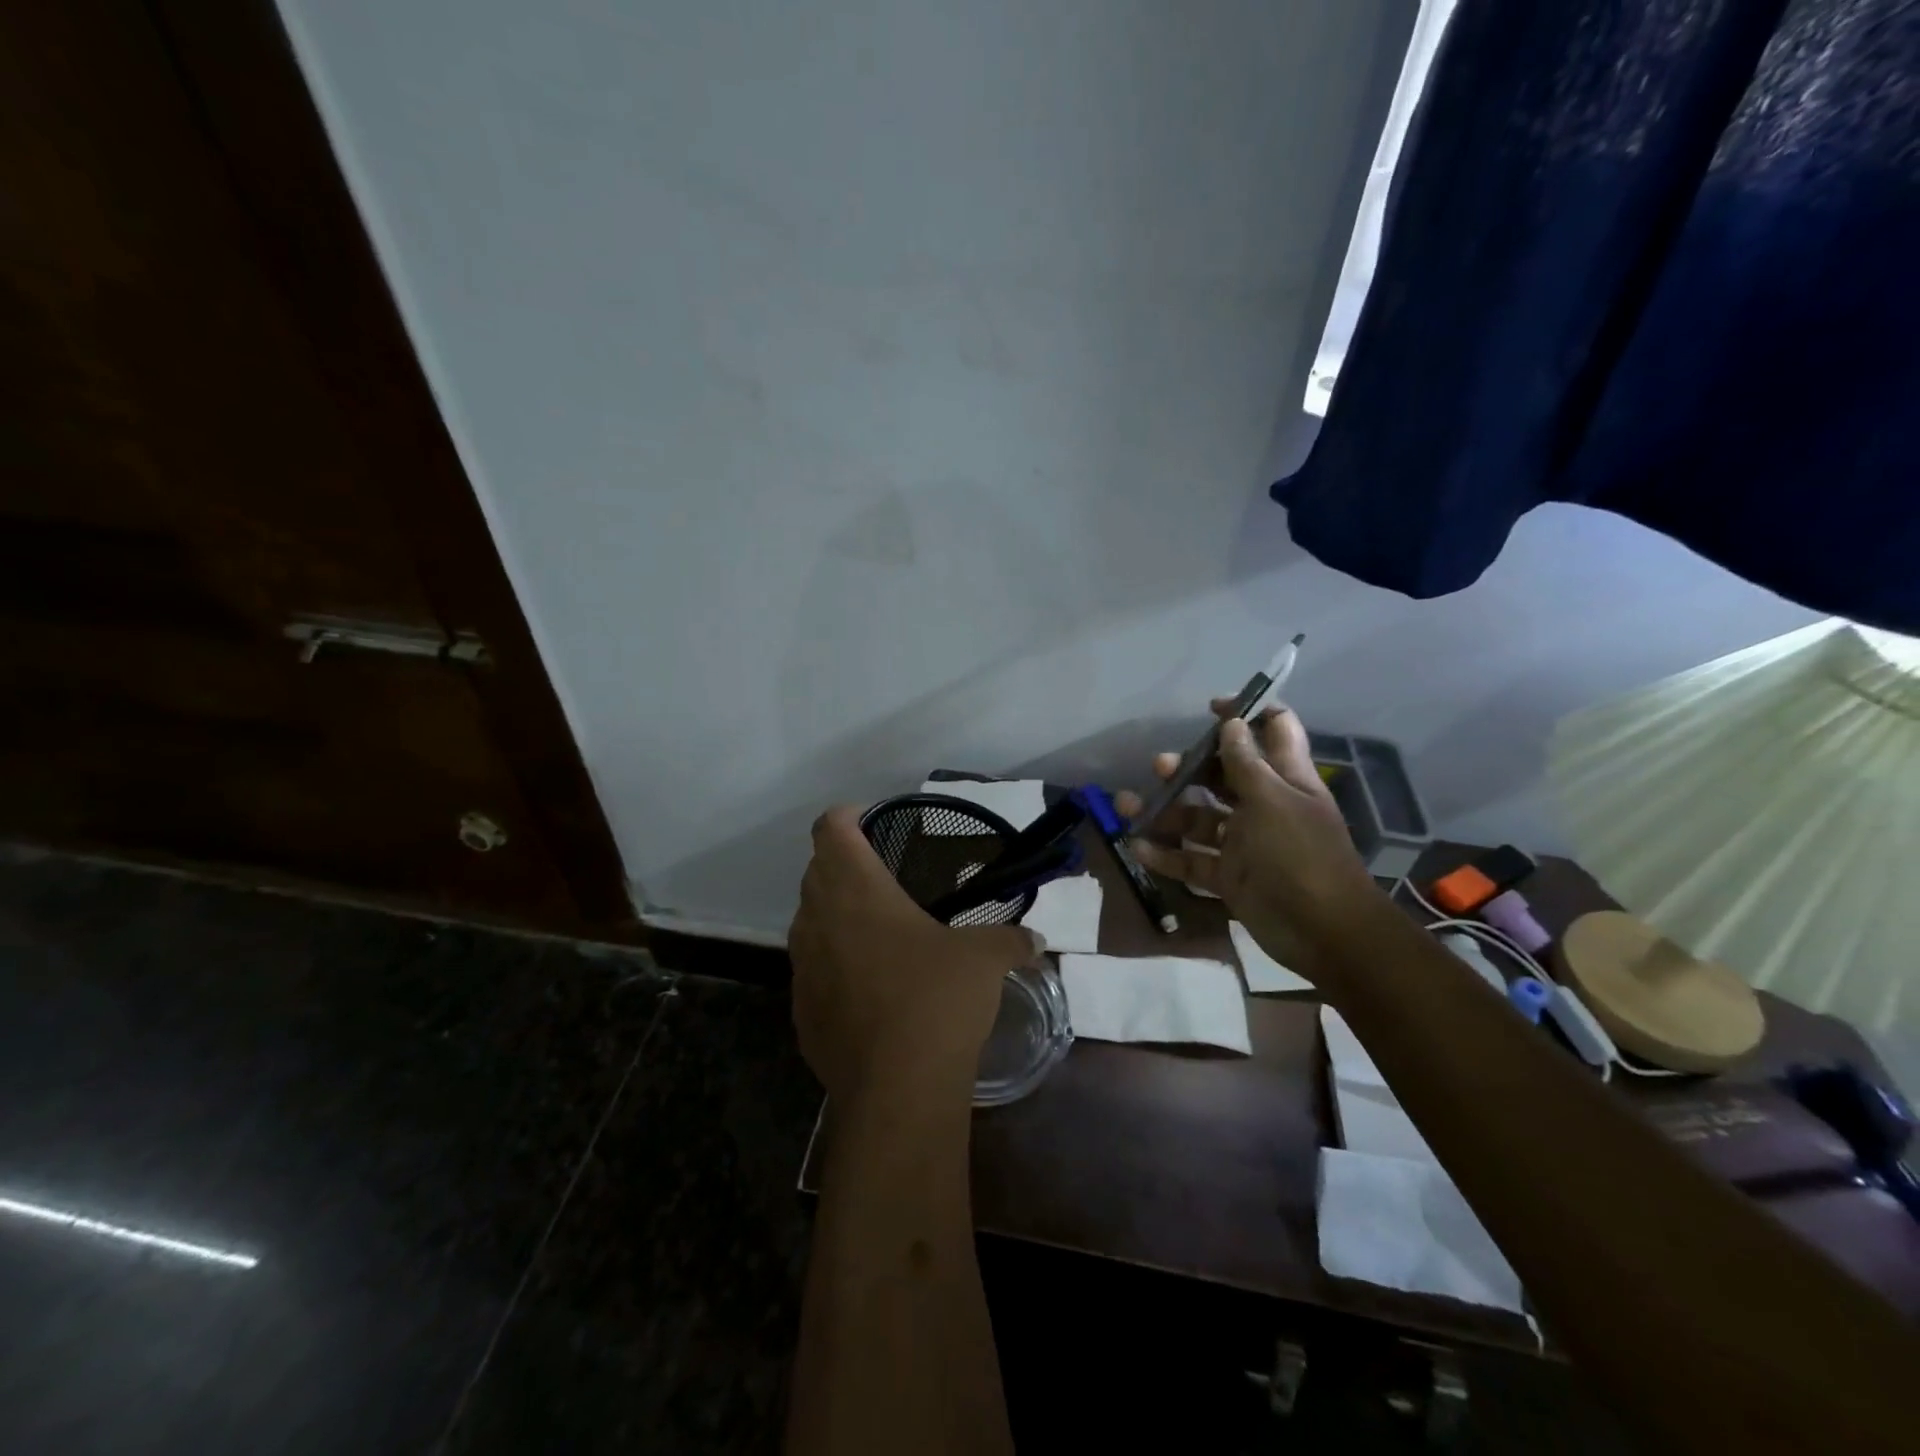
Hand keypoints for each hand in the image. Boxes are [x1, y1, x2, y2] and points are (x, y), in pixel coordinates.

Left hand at [789, 806, 1043, 1105]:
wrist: (896, 1090)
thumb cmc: (937, 1000)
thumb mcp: (985, 960)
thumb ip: (1010, 940)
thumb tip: (1035, 941)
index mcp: (856, 890)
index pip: (831, 828)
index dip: (848, 816)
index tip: (875, 822)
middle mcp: (817, 919)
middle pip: (815, 869)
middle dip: (844, 864)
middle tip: (887, 876)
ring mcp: (803, 967)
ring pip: (809, 919)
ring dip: (835, 913)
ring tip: (879, 930)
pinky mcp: (800, 1010)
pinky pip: (812, 968)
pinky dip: (833, 962)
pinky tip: (870, 987)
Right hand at [1115, 703, 1381, 974]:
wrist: (1323, 932)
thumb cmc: (1299, 854)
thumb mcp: (1272, 800)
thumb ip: (1246, 762)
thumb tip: (1231, 723)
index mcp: (1286, 779)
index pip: (1273, 731)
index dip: (1246, 714)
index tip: (1211, 708)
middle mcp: (1265, 806)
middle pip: (1223, 775)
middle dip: (1190, 766)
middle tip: (1160, 765)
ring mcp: (1246, 843)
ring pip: (1199, 819)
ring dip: (1165, 811)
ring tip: (1128, 804)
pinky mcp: (1230, 876)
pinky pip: (1192, 860)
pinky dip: (1166, 855)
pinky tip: (1138, 847)